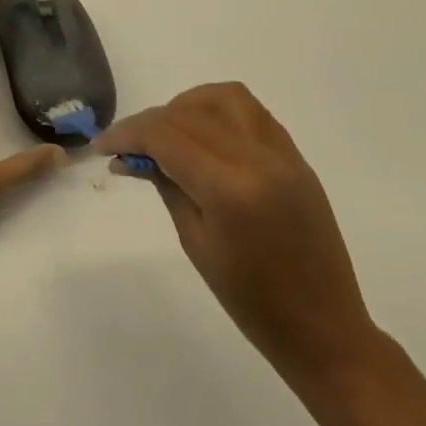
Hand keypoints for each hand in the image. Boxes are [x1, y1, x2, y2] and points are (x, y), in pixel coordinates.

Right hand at [98, 83, 380, 380]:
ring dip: (187, 106)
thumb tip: (134, 156)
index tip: (102, 146)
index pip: (166, 136)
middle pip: (190, 113)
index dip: (127, 134)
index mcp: (230, 189)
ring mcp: (283, 154)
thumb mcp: (196, 243)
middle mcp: (258, 158)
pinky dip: (218, 112)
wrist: (323, 328)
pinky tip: (202, 137)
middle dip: (149, 122)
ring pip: (225, 98)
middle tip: (126, 147)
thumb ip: (167, 186)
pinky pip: (252, 113)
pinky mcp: (296, 158)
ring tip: (166, 134)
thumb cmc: (251, 301)